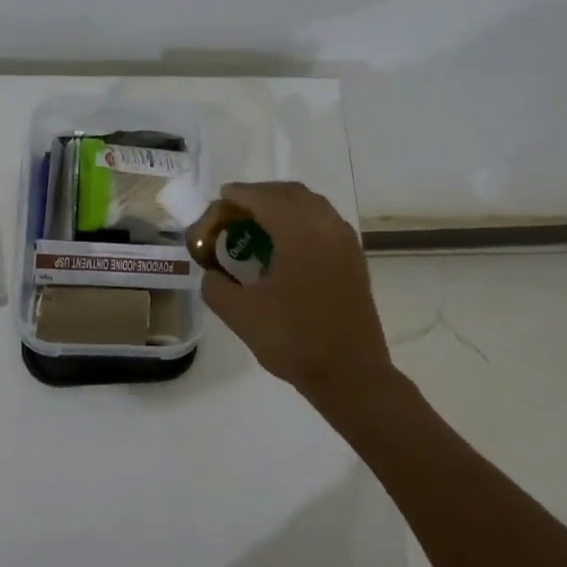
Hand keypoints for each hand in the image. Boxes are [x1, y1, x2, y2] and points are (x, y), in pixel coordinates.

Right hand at [198, 181, 392, 406]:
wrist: (350, 373)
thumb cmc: (293, 339)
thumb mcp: (240, 314)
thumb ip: (216, 286)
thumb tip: (212, 274)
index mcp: (299, 232)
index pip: (264, 198)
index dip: (239, 195)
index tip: (219, 199)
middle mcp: (326, 226)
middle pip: (291, 194)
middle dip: (261, 196)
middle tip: (235, 211)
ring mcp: (345, 242)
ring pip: (312, 205)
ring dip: (283, 206)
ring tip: (258, 224)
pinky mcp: (354, 260)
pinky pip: (325, 223)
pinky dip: (302, 221)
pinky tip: (286, 245)